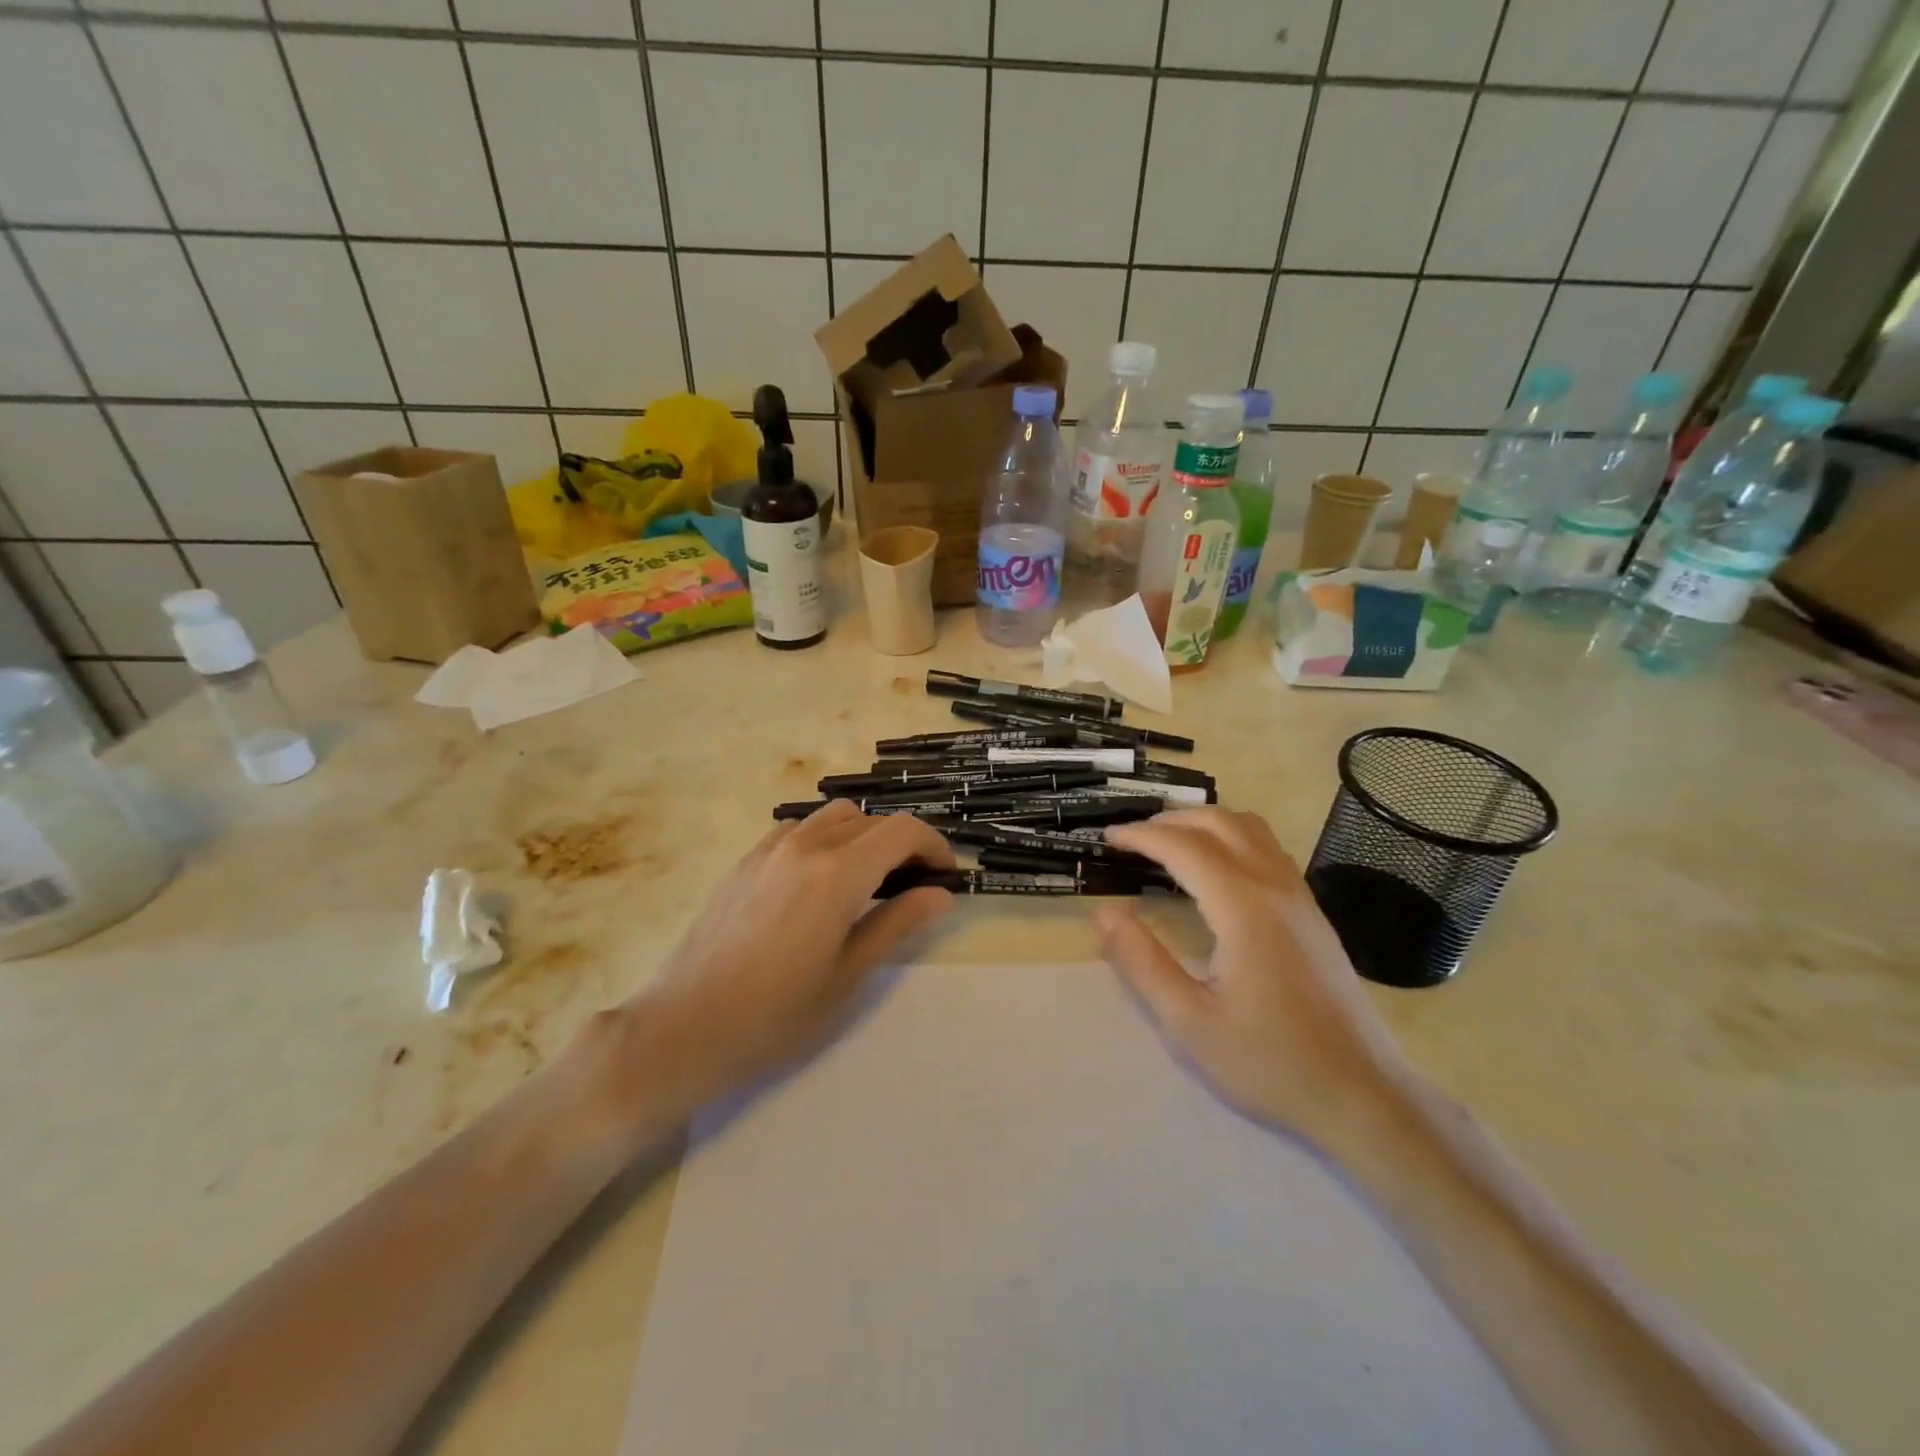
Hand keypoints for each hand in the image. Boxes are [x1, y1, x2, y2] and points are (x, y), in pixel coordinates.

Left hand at [634, 801, 956, 1108]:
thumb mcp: (848, 976)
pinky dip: (824, 839)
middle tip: (913, 885)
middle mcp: (805, 846)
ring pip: (832, 817)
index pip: (902, 831)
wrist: (683, 1028)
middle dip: (902, 843)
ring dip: (862, 835)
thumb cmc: (774, 1015)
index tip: (945, 876)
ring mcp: (770, 850)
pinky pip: (797, 829)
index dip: (934, 845)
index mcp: (837, 874)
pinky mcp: (745, 861)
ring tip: (868, 879)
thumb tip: (941, 895)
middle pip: (870, 820)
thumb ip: (897, 924)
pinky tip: (819, 879)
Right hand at [1092, 809, 1413, 1143]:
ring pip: (1250, 829)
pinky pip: (1268, 850)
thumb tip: (1103, 912)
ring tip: (1169, 844)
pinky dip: (1231, 839)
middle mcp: (1275, 887)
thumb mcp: (1189, 1022)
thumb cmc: (1270, 1062)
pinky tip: (1215, 872)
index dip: (1141, 836)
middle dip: (1170, 820)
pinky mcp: (1313, 914)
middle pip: (1220, 822)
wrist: (1363, 1096)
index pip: (1183, 847)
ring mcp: (1301, 897)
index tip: (1108, 839)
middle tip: (1133, 839)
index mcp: (1243, 907)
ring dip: (1205, 823)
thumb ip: (1141, 962)